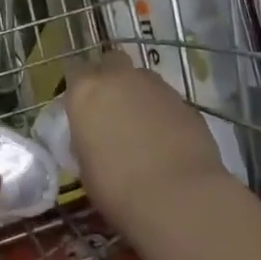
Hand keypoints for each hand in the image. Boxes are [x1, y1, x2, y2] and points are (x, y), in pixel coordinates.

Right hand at [66, 51, 232, 231]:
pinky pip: (167, 100)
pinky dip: (164, 113)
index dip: (79, 89)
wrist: (178, 197)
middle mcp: (119, 78)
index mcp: (86, 91)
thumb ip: (88, 139)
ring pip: (142, 79)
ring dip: (139, 95)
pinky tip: (167, 141)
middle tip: (112, 109)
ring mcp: (156, 86)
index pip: (74, 73)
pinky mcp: (186, 101)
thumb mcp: (85, 167)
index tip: (81, 109)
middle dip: (111, 78)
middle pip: (111, 62)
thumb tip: (95, 138)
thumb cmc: (118, 188)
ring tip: (142, 129)